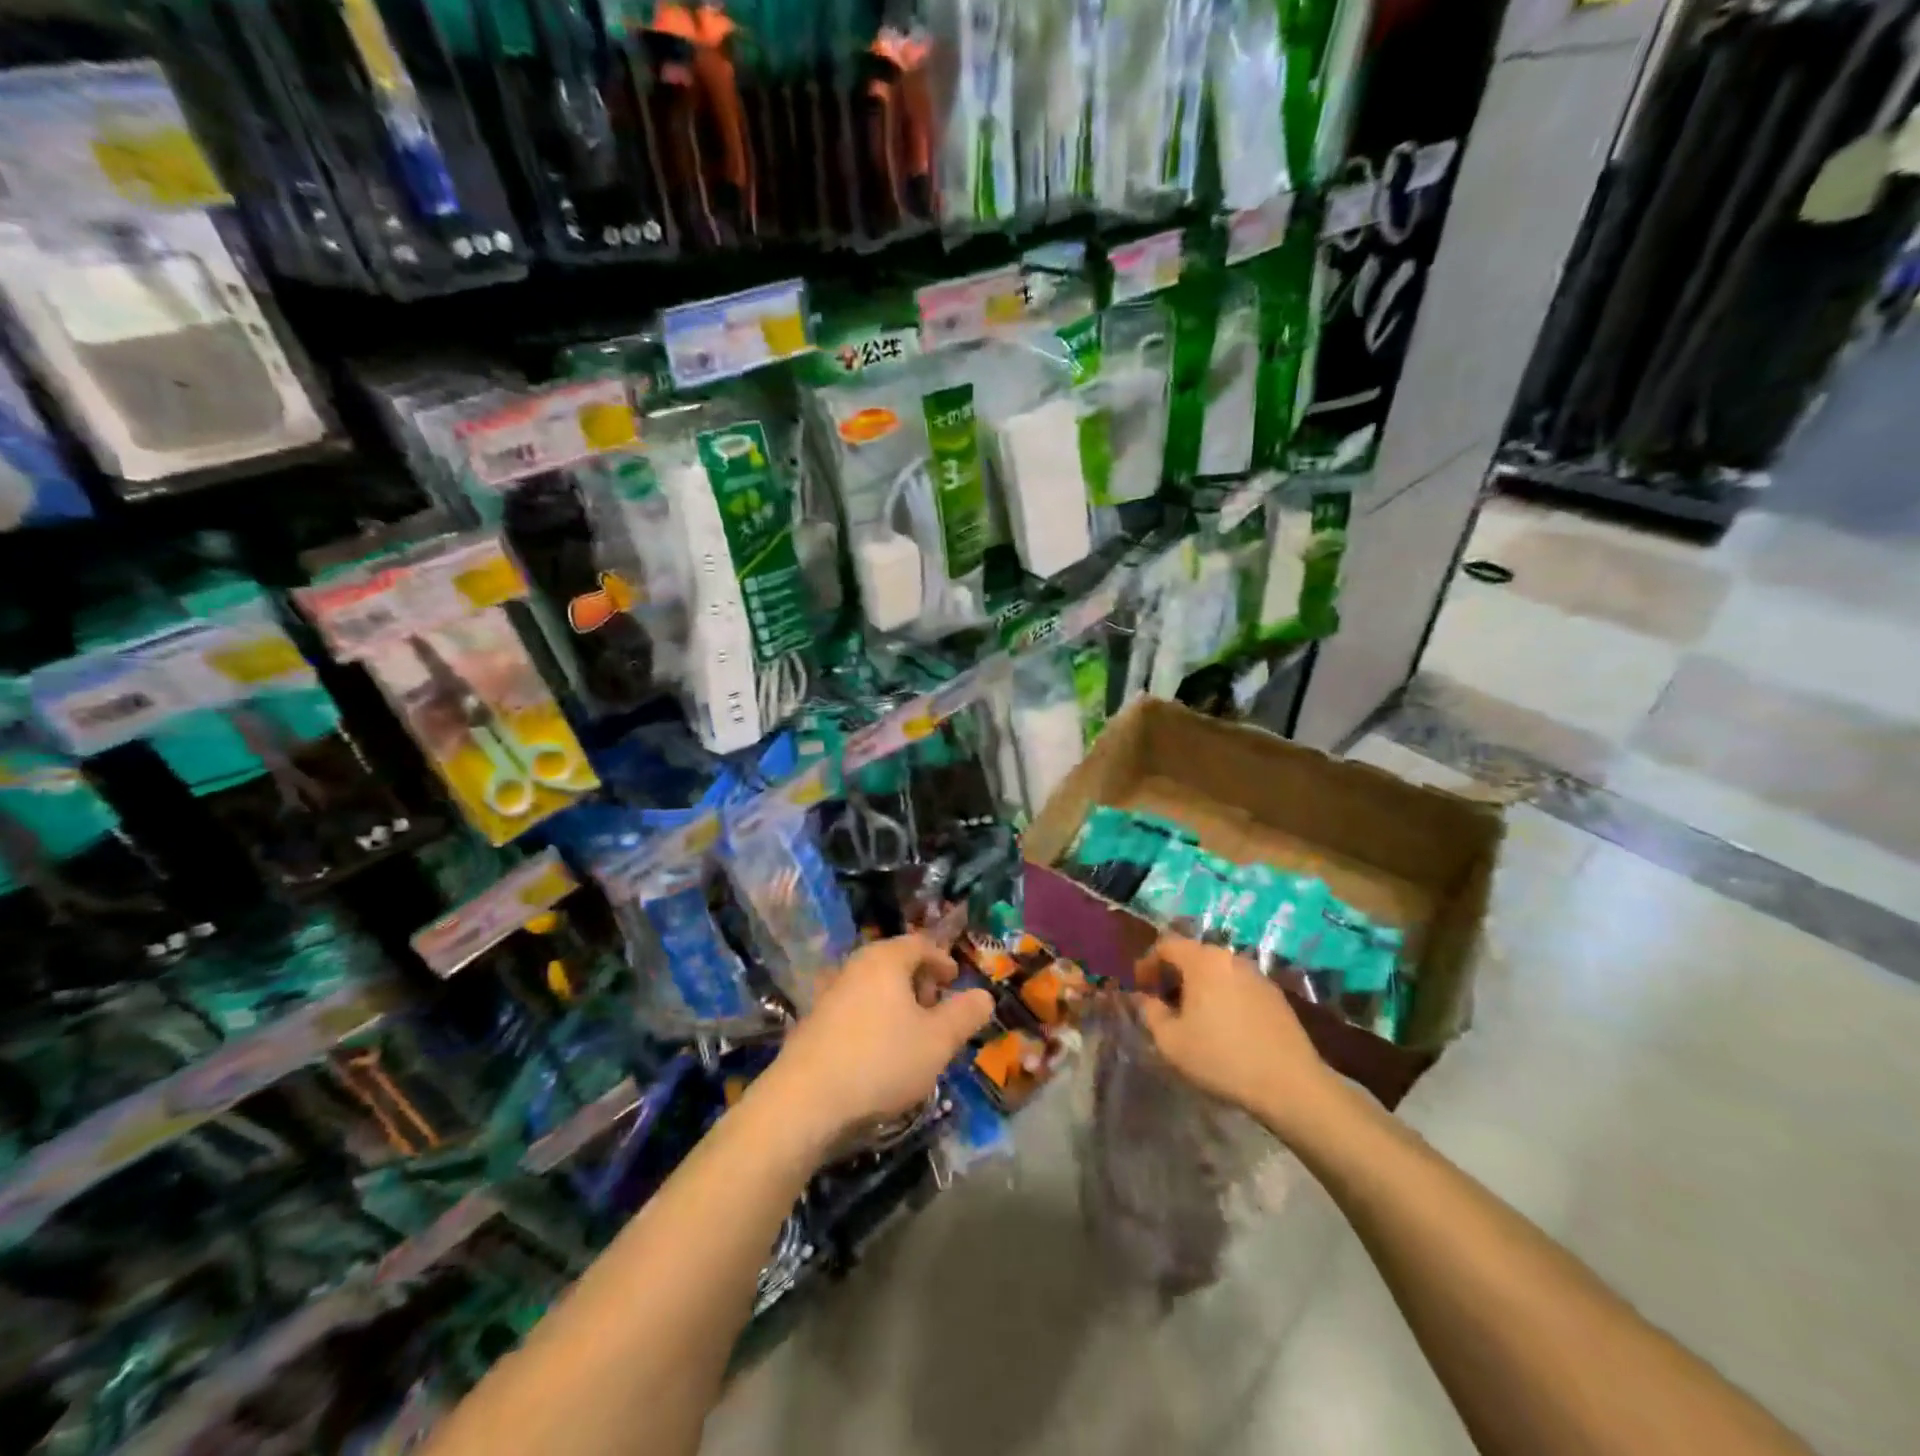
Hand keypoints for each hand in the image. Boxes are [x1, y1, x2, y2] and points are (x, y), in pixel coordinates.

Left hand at [770, 934, 993, 1144]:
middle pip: (894, 963)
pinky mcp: (812, 1025)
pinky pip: (854, 1011)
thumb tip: (984, 995)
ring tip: (913, 1038)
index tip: (955, 980)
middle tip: (937, 1010)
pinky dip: (874, 1022)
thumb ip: (965, 1015)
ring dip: (897, 1006)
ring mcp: (828, 995)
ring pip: (873, 989)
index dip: (942, 960)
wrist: (803, 1103)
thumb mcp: (938, 1041)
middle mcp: (854, 967)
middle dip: (920, 983)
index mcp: (885, 960)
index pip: (920, 944)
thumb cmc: (880, 1061)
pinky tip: (880, 1057)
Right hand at [1131, 935, 1332, 1130]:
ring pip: (1217, 970)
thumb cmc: (1221, 1058)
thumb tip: (1144, 997)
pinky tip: (1223, 1025)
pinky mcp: (1275, 995)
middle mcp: (1230, 958)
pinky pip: (1237, 985)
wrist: (1290, 1085)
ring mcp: (1257, 975)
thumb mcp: (1171, 1041)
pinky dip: (1222, 995)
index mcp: (1203, 960)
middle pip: (1193, 955)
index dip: (1147, 963)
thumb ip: (1149, 1012)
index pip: (1166, 945)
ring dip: (1199, 985)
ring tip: (1192, 1015)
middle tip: (1163, 1002)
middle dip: (1173, 974)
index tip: (1140, 988)